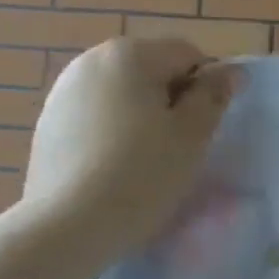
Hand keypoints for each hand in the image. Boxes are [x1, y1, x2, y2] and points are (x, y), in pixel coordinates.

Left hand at [23, 37, 240, 255]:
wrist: (70, 225)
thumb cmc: (143, 174)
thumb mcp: (192, 136)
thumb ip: (213, 96)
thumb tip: (231, 71)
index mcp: (131, 54)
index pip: (187, 54)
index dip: (205, 88)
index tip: (204, 128)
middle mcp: (92, 60)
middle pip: (150, 70)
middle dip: (171, 101)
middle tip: (178, 148)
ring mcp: (63, 91)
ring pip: (121, 95)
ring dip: (140, 117)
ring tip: (145, 162)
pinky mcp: (48, 124)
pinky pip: (95, 117)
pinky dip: (111, 133)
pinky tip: (113, 170)